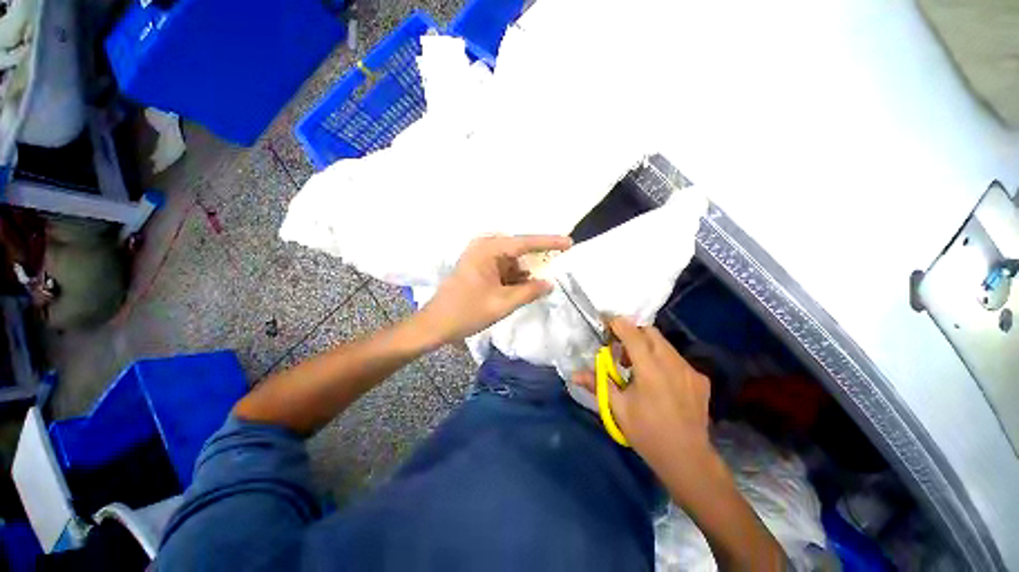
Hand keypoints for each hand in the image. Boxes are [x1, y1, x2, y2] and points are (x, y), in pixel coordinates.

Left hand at [418, 234, 571, 345]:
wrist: (436, 324)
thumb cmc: (466, 312)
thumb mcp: (502, 303)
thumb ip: (530, 292)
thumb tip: (550, 283)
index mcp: (488, 250)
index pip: (525, 242)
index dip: (549, 242)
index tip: (569, 243)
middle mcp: (484, 247)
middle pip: (519, 251)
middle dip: (536, 261)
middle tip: (556, 268)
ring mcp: (480, 257)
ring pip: (512, 261)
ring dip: (525, 273)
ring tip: (540, 284)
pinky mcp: (479, 267)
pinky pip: (504, 268)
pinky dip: (514, 278)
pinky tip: (523, 288)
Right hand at [572, 317, 711, 469]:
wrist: (688, 459)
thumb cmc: (647, 433)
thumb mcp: (618, 408)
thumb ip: (598, 384)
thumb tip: (574, 374)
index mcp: (650, 370)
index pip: (633, 334)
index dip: (619, 324)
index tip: (608, 323)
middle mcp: (672, 364)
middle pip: (651, 332)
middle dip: (633, 333)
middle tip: (621, 349)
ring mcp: (690, 370)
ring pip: (665, 344)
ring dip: (648, 346)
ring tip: (638, 366)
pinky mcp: (700, 379)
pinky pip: (677, 359)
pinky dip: (663, 360)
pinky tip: (659, 381)